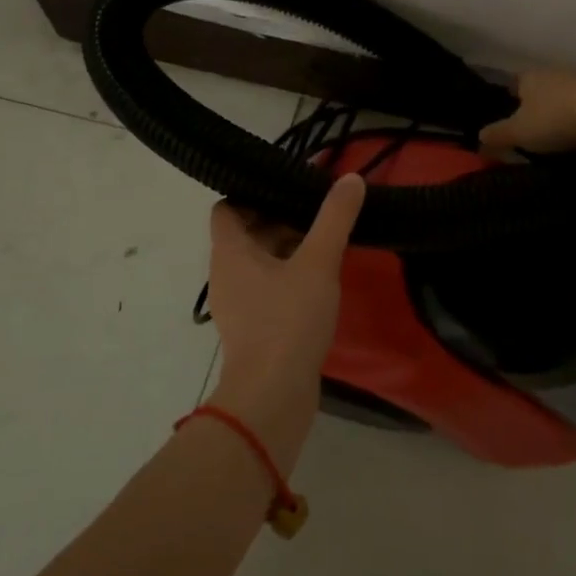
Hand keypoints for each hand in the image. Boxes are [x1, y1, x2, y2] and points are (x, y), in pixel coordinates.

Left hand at [203, 174, 365, 469]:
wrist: (273, 397)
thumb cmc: (288, 321)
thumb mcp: (318, 263)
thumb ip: (334, 218)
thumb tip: (350, 177)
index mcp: (229, 251)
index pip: (227, 207)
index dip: (253, 193)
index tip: (288, 188)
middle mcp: (225, 273)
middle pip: (246, 232)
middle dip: (279, 219)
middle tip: (317, 209)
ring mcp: (236, 303)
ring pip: (258, 261)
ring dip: (286, 248)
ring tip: (324, 240)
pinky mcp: (252, 327)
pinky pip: (266, 288)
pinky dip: (287, 276)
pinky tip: (319, 280)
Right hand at [478, 69, 575, 160]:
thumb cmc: (554, 119)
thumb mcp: (519, 132)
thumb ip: (497, 135)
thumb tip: (478, 139)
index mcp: (530, 77)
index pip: (515, 81)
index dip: (512, 96)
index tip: (511, 111)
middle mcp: (555, 72)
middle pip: (542, 86)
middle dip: (538, 101)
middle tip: (534, 124)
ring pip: (566, 93)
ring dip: (563, 107)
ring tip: (559, 129)